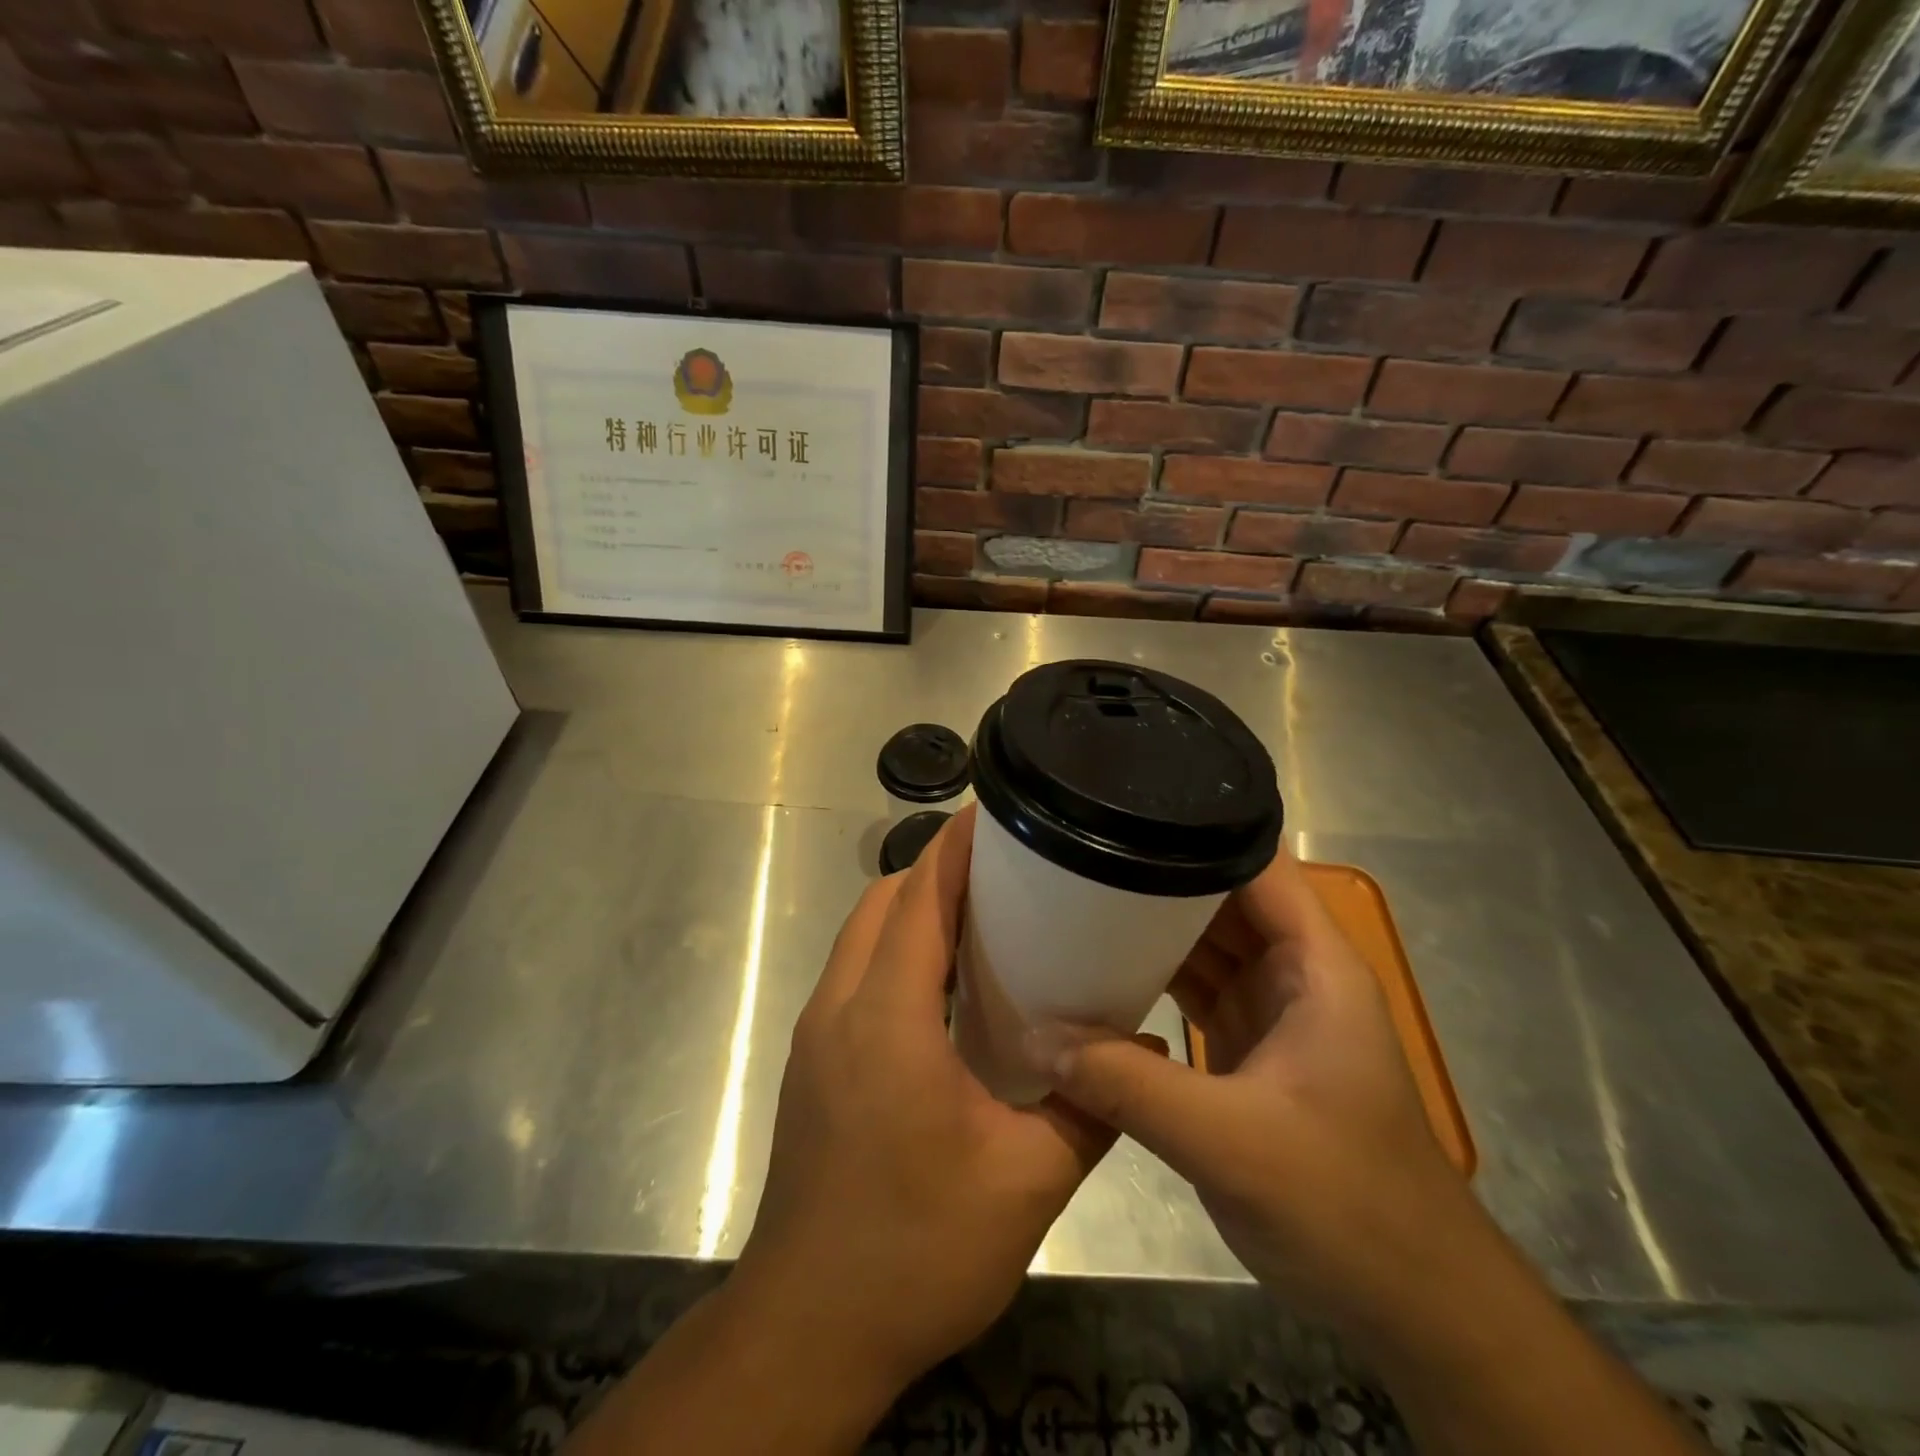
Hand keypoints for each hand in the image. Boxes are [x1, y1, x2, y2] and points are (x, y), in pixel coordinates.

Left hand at [733, 805, 1116, 1392]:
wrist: (808, 1329)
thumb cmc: (915, 1249)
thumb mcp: (1026, 1183)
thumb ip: (1093, 1108)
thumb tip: (1147, 1053)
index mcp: (886, 1017)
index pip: (917, 899)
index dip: (955, 848)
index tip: (998, 813)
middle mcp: (839, 1008)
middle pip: (883, 904)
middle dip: (938, 871)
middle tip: (1010, 869)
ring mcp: (817, 1034)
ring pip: (863, 936)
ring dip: (915, 910)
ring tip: (987, 915)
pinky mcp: (813, 1062)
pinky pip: (856, 973)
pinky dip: (897, 951)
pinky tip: (948, 986)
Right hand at [1038, 846, 1493, 1346]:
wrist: (1408, 1304)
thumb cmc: (1345, 1204)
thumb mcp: (1230, 1141)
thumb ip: (1129, 1085)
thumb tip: (1037, 1038)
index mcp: (1313, 964)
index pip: (1256, 863)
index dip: (1199, 826)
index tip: (1127, 807)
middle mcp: (1292, 972)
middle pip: (1220, 896)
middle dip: (1156, 872)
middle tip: (1078, 851)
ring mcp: (1268, 1009)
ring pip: (1201, 943)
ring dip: (1148, 925)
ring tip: (1075, 894)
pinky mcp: (1246, 1047)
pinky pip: (1190, 989)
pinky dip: (1149, 976)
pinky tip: (1098, 968)